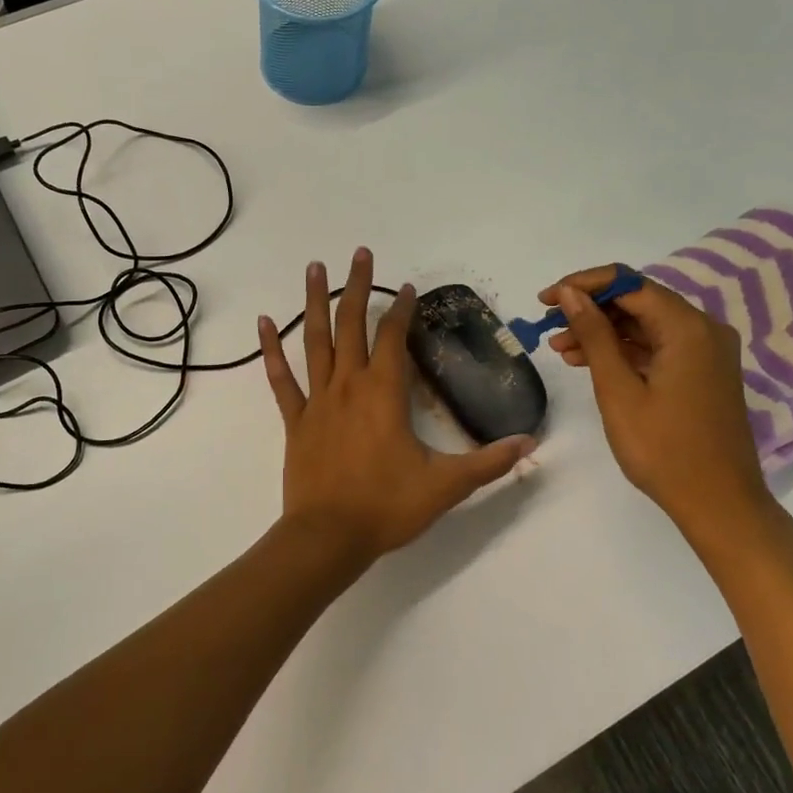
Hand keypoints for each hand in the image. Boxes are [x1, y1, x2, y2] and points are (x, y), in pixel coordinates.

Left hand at [260, 248, 533, 560]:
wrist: (328, 538)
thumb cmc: (386, 508)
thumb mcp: (445, 486)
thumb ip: (487, 462)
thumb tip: (530, 444)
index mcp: (384, 394)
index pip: (393, 339)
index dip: (401, 311)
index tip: (407, 288)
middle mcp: (348, 385)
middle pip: (352, 325)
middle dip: (357, 287)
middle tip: (359, 253)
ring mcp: (317, 400)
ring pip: (314, 341)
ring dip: (315, 302)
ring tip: (314, 267)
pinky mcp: (295, 420)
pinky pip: (280, 378)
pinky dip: (270, 350)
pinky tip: (262, 323)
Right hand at [542, 267, 776, 538]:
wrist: (719, 504)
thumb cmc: (664, 448)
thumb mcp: (618, 389)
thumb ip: (594, 335)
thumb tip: (569, 293)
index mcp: (688, 327)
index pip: (628, 283)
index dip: (582, 285)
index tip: (545, 300)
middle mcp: (703, 329)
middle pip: (638, 301)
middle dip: (590, 310)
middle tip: (548, 327)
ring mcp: (706, 352)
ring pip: (645, 325)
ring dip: (603, 332)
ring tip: (560, 349)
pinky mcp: (702, 372)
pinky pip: (658, 347)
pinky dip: (624, 351)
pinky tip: (589, 362)